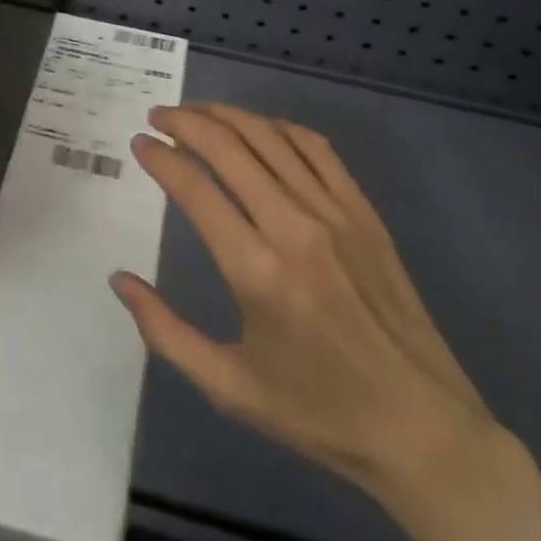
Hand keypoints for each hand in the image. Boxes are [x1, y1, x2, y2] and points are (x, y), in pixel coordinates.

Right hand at [113, 103, 540, 540]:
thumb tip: (119, 279)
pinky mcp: (362, 210)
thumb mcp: (229, 389)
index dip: (160, 158)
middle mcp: (293, 227)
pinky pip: (315, 147)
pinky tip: (258, 128)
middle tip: (159, 117)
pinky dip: (278, 126)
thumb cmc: (318, 413)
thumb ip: (165, 332)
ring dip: (226, 115)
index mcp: (257, 272)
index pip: (194, 189)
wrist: (421, 428)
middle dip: (185, 122)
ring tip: (196, 112)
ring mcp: (334, 212)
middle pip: (228, 147)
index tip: (139, 143)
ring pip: (269, 137)